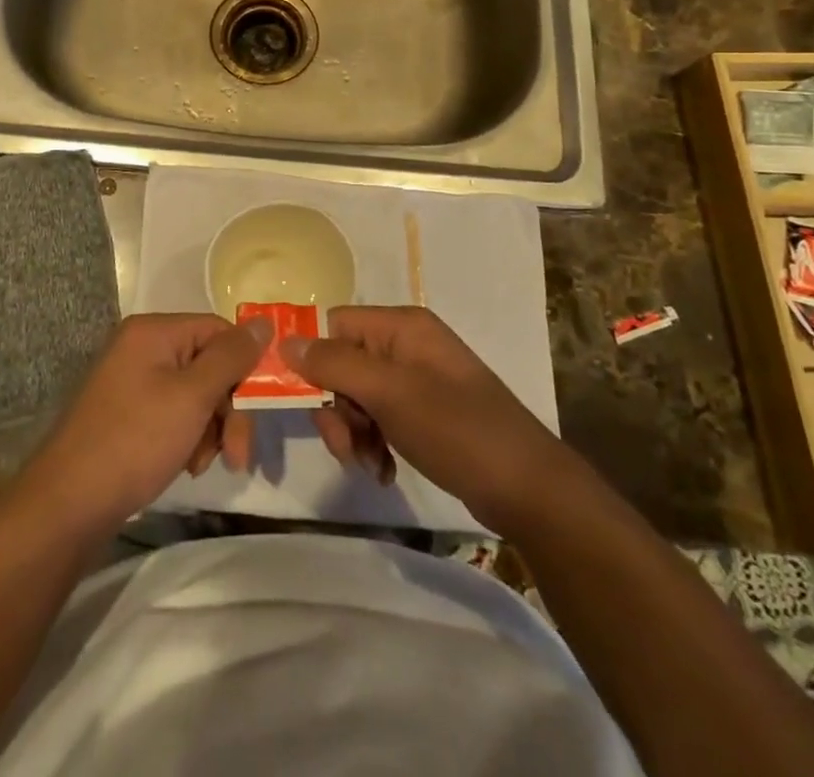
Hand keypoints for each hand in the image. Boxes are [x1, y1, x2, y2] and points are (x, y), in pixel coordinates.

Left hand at [20, 313, 268, 536]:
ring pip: (195, 393)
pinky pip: (173, 411)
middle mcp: (142, 346)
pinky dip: (188, 436)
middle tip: (236, 454)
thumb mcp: (192, 397)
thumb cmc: (135, 441)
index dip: (244, 366)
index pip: (219, 330)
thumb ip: (231, 357)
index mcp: (154, 331)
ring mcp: (132, 380)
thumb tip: (264, 322)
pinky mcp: (127, 412)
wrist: (68, 505)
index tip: (258, 410)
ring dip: (210, 427)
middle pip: (208, 363)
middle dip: (228, 408)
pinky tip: (186, 465)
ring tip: (202, 464)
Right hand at [286, 306, 562, 531]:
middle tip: (345, 447)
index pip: (335, 326)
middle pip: (343, 364)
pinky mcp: (425, 412)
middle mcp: (407, 344)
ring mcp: (418, 379)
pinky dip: (375, 444)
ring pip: (358, 396)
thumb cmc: (456, 429)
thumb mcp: (390, 393)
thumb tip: (285, 342)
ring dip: (354, 432)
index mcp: (401, 326)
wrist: (527, 487)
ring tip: (370, 466)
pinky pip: (380, 418)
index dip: (316, 361)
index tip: (310, 404)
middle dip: (337, 408)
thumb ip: (335, 364)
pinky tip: (385, 472)